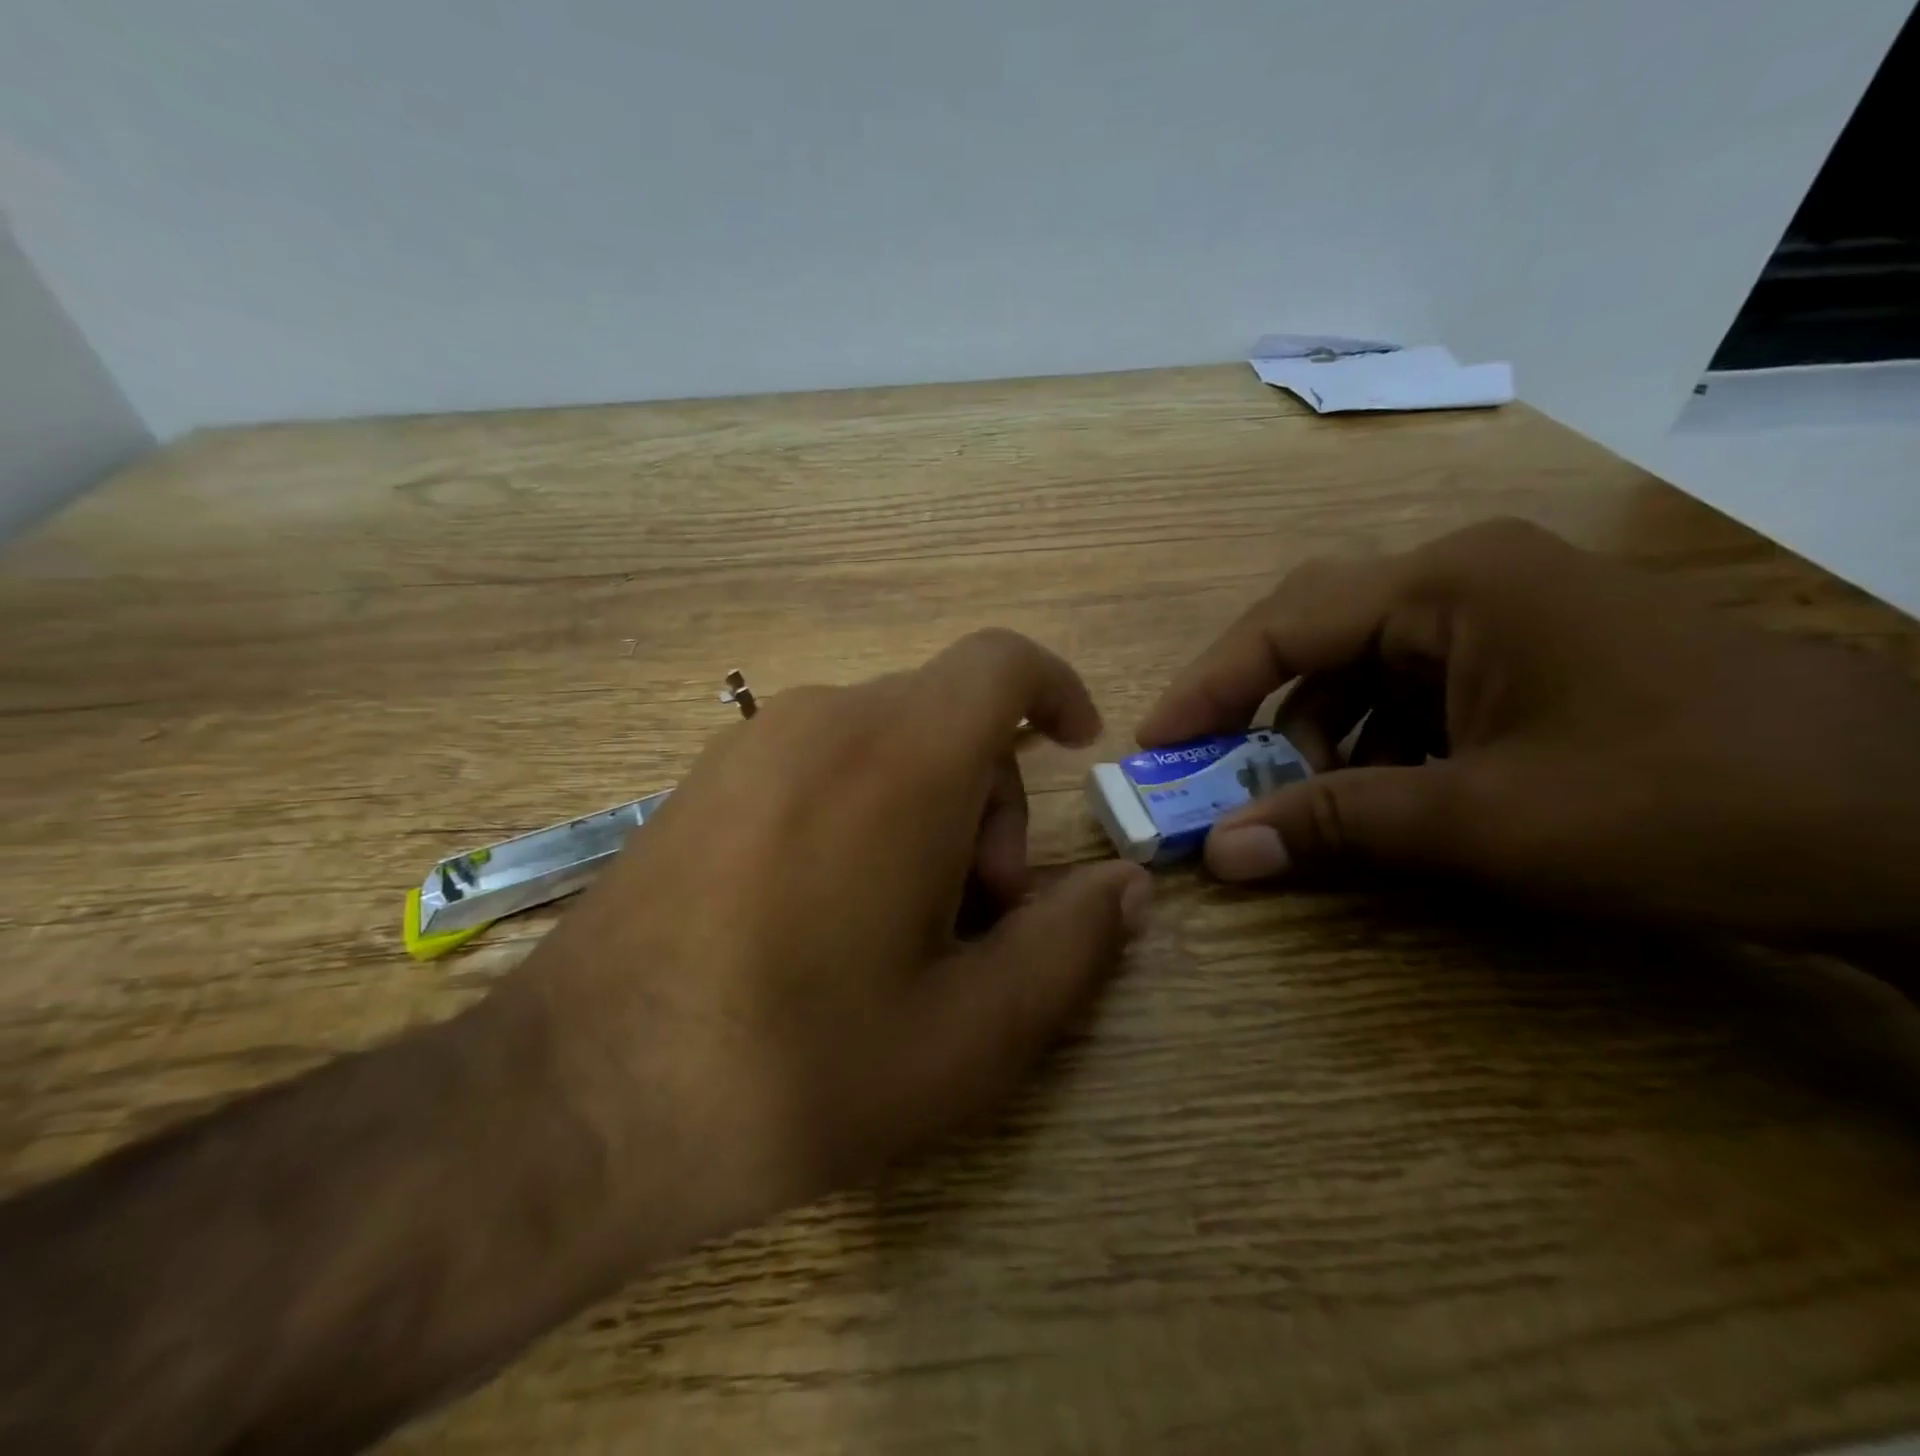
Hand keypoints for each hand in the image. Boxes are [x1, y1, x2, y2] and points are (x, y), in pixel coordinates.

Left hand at [500, 630, 1150, 1250]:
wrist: (575, 1104)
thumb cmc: (795, 1070)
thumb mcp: (970, 1034)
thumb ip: (1069, 945)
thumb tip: (1125, 885)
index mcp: (899, 760)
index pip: (1001, 664)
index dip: (1055, 690)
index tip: (1076, 751)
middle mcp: (823, 720)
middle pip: (949, 715)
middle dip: (991, 799)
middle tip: (977, 914)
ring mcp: (750, 744)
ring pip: (887, 738)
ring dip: (928, 807)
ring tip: (902, 926)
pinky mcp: (704, 780)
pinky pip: (822, 758)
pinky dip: (865, 805)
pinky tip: (829, 912)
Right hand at [1139, 518, 1919, 939]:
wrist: (1913, 830)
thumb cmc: (1681, 803)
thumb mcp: (1483, 820)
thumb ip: (1335, 825)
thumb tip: (1218, 855)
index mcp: (1448, 583)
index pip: (1283, 625)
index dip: (1206, 688)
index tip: (1152, 747)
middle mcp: (1464, 579)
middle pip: (1315, 635)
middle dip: (1255, 709)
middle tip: (1210, 773)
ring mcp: (1501, 614)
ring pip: (1362, 669)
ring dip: (1319, 738)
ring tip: (1305, 807)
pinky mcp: (1527, 656)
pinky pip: (1413, 691)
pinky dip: (1377, 745)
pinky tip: (1384, 797)